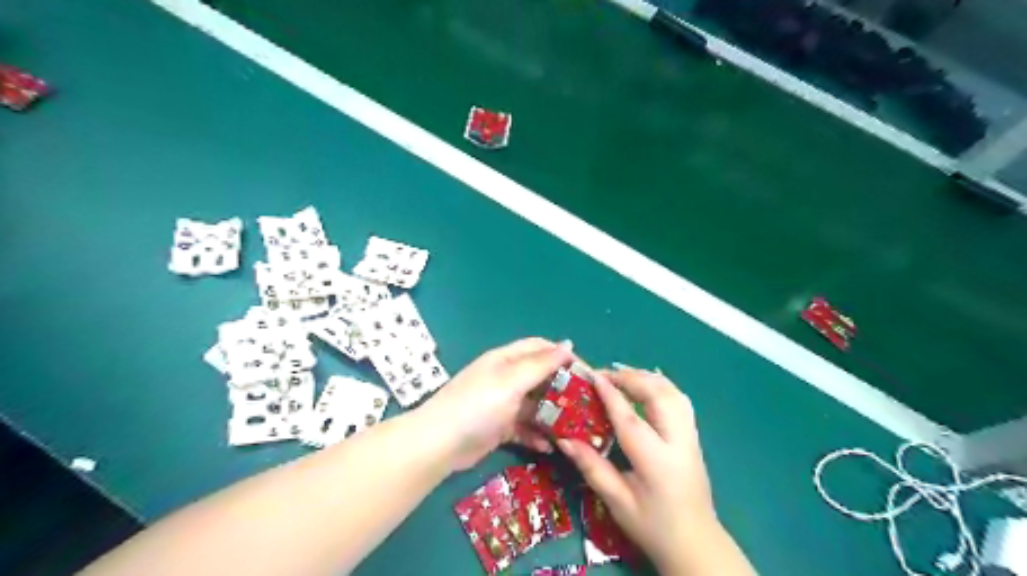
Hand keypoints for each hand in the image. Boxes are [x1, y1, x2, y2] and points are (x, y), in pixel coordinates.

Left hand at [416, 340, 575, 469]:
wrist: (440, 443)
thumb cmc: (479, 405)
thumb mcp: (512, 381)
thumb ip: (541, 364)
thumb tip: (567, 344)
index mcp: (506, 360)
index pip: (540, 348)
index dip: (563, 355)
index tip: (586, 373)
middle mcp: (505, 378)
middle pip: (540, 376)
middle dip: (562, 387)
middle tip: (586, 404)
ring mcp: (502, 403)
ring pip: (535, 404)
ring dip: (553, 414)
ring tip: (575, 428)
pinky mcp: (500, 427)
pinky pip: (525, 427)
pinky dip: (537, 435)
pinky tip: (550, 446)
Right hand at [558, 367, 715, 573]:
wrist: (696, 543)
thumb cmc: (653, 526)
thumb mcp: (617, 501)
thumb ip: (592, 467)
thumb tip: (564, 439)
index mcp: (656, 462)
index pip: (630, 419)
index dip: (610, 394)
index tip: (592, 376)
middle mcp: (678, 442)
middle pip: (658, 395)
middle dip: (630, 378)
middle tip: (603, 375)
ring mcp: (691, 437)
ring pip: (673, 392)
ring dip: (647, 378)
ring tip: (621, 376)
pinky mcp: (694, 436)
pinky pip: (679, 399)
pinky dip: (660, 385)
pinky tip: (645, 385)